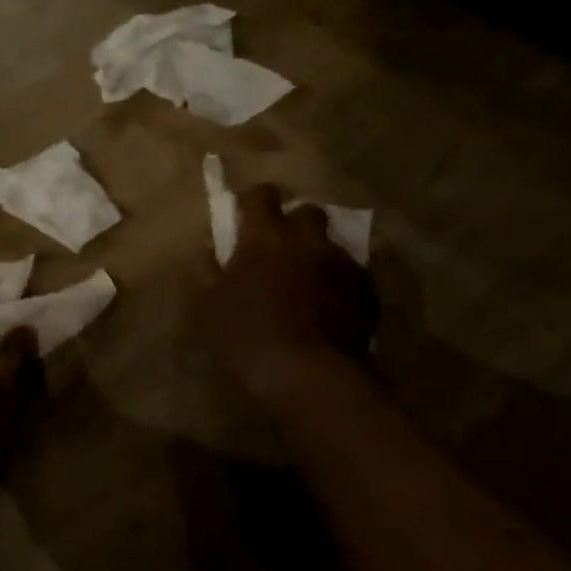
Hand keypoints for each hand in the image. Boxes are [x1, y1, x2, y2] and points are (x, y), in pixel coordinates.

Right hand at [203, 183, 379, 402]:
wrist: (309, 375)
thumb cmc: (248, 335)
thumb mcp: (206, 306)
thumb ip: (203, 271)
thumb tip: (206, 250)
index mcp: (265, 237)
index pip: (262, 196)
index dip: (253, 201)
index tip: (245, 215)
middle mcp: (308, 240)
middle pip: (307, 211)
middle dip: (294, 223)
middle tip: (280, 249)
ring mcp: (342, 264)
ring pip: (330, 245)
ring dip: (316, 255)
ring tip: (306, 284)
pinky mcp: (366, 291)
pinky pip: (350, 275)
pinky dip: (337, 283)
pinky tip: (327, 309)